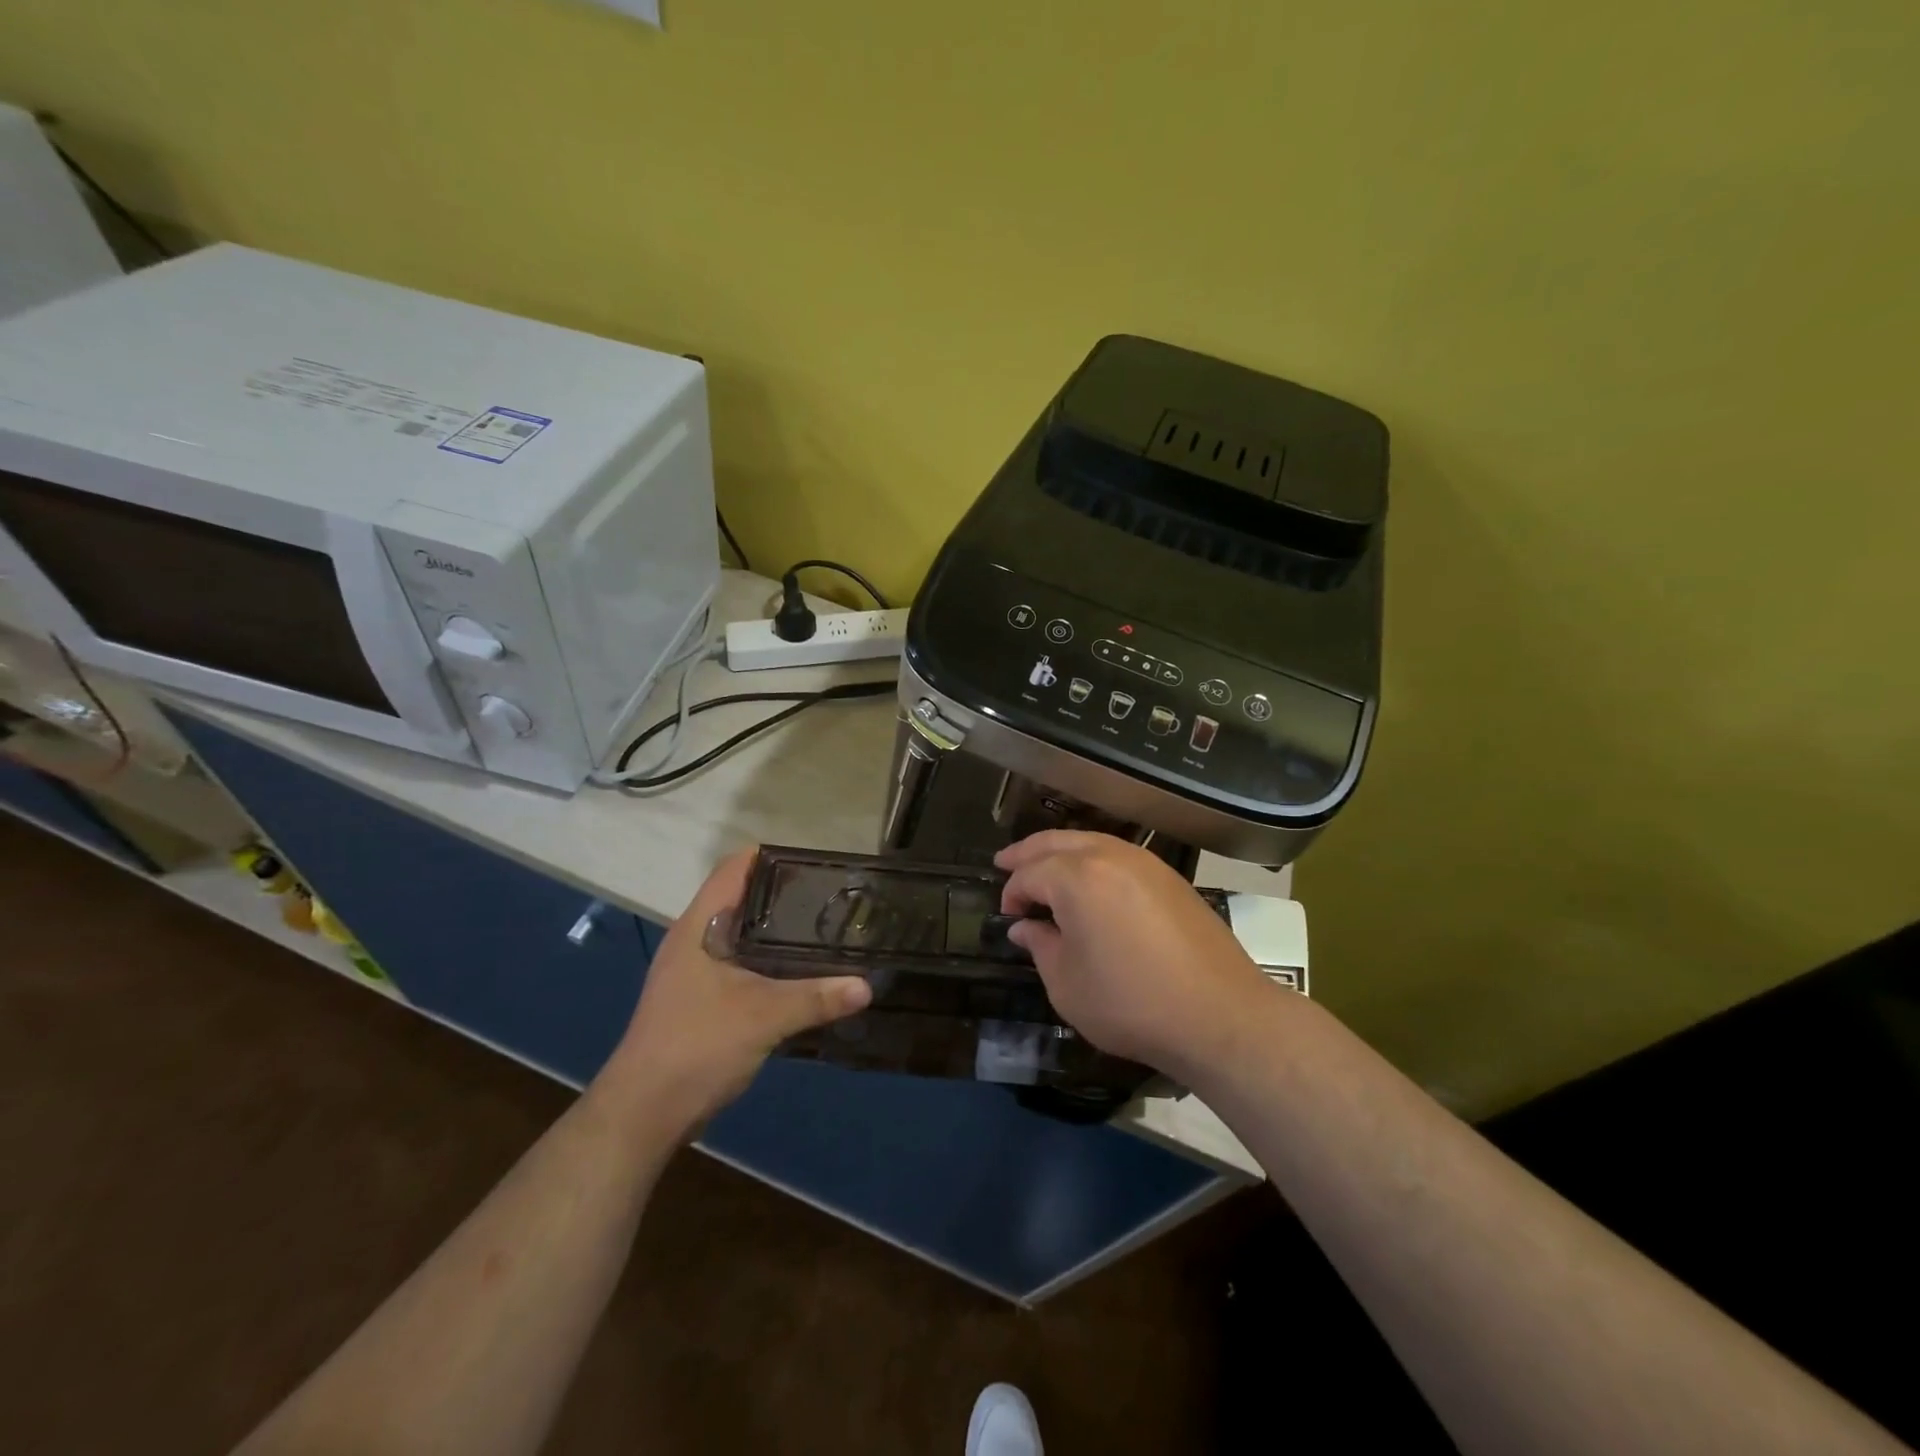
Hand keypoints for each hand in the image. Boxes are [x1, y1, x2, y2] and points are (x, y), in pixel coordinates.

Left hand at [606, 848, 870, 1135]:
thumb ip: (816, 997)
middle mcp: (692, 940)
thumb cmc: (696, 1047)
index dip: (769, 857)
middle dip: (782, 895)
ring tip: (822, 931)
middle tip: (829, 899)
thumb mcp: (763, 1017)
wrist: (643, 1114)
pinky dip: (767, 961)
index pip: (732, 869)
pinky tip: (798, 973)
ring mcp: (693, 972)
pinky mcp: (699, 1000)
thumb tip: (867, 985)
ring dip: (775, 932)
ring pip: (740, 934)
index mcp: (698, 927)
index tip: (812, 863)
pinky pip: (739, 964)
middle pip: (740, 899)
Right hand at [995, 831, 1273, 1077]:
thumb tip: (1026, 926)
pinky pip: (1118, 854)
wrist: (1220, 1014)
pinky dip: (1093, 859)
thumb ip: (1040, 946)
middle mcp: (1109, 856)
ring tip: (1044, 868)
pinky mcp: (1170, 877)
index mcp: (1077, 878)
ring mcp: (1144, 862)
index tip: (1007, 916)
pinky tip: (1090, 882)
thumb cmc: (1131, 1003)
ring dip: (1061, 851)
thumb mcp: (1068, 984)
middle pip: (1057, 842)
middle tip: (1005, 862)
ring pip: (1090, 841)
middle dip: (1027, 853)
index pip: (1030, 873)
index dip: (1012, 893)